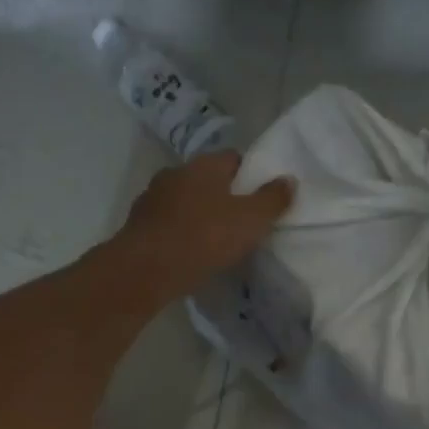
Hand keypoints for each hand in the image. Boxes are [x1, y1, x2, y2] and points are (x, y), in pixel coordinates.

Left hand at [107, 150, 293, 300]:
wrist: (146, 269)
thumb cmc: (204, 237)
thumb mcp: (250, 220)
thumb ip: (272, 199)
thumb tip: (289, 179)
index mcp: (203, 165)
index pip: (232, 158)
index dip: (249, 174)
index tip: (261, 196)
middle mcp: (175, 173)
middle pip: (206, 179)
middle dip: (222, 195)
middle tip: (240, 220)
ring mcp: (152, 199)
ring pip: (183, 201)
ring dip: (197, 214)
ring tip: (214, 239)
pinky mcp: (138, 225)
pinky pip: (167, 224)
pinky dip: (179, 233)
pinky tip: (189, 252)